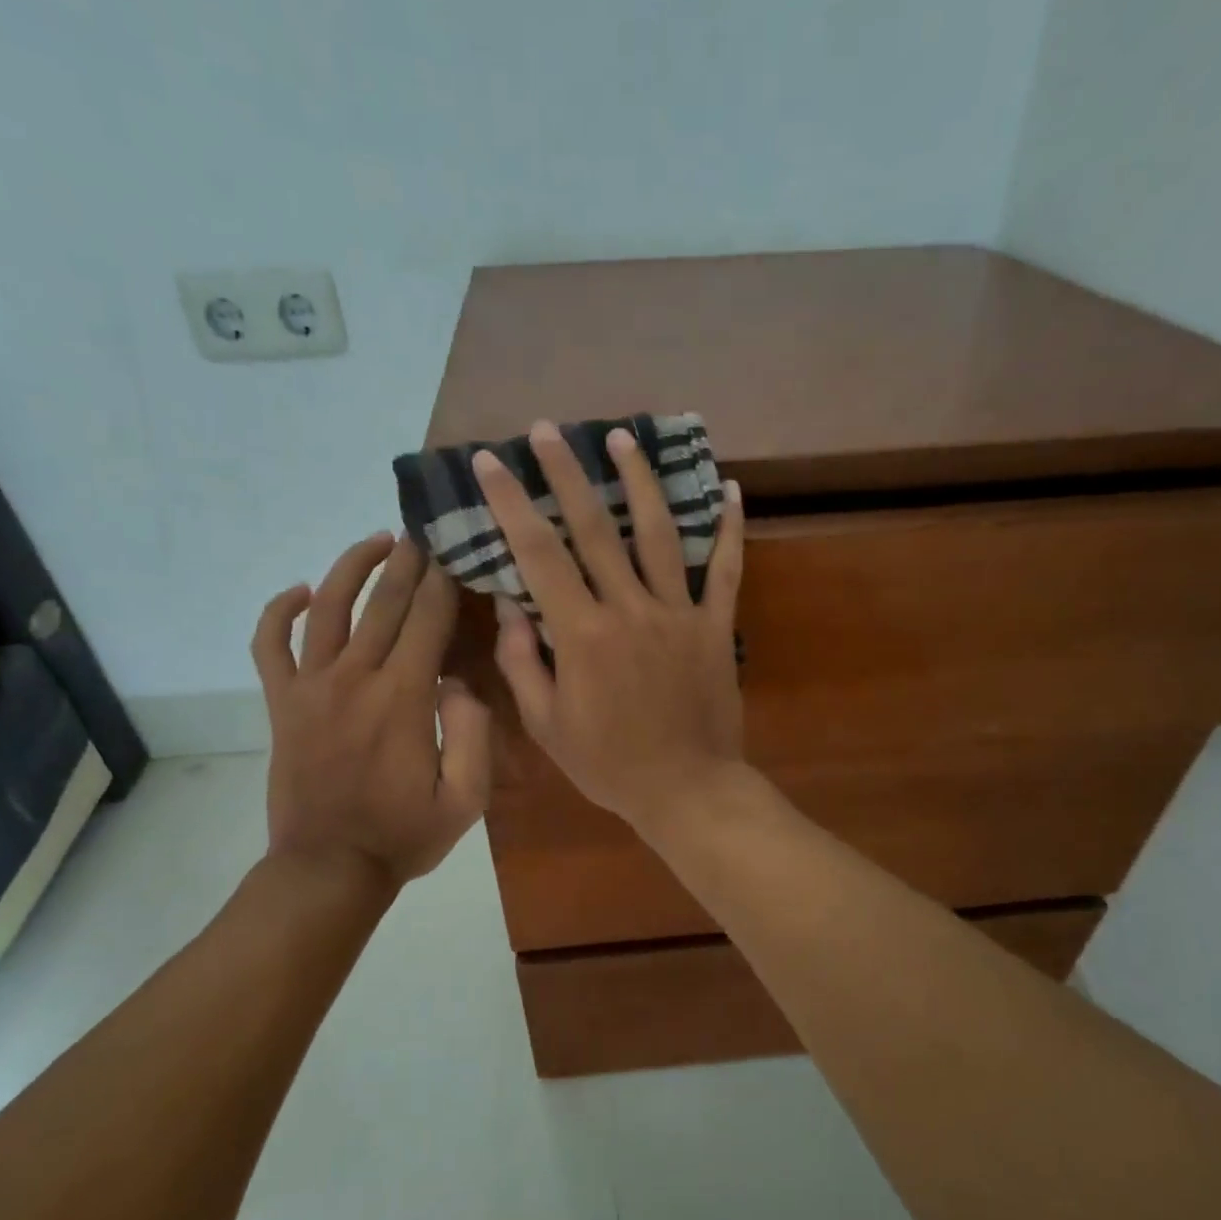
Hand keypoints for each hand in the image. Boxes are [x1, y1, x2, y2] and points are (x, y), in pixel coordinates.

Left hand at [251, 535, 490, 884]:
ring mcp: (311, 688)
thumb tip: (459, 682)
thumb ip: (473, 735)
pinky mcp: (282, 704)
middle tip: (424, 529)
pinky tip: (297, 590)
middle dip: (408, 561)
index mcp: (404, 698)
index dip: (444, 581)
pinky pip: (269, 644)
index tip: (456, 550)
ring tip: (375, 541)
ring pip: (327, 607)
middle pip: (383, 602)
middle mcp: (355, 679)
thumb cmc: (404, 836)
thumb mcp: (465, 799)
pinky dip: (277, 611)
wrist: (329, 868)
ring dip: (351, 567)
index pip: (428, 620)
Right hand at [474, 421, 746, 838]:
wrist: (685, 789)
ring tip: (623, 438)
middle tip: (548, 430)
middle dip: (567, 474)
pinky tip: (729, 489)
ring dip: (639, 481)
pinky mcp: (714, 626)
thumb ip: (522, 661)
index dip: (511, 504)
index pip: (539, 554)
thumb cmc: (608, 764)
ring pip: (658, 534)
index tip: (491, 462)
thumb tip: (508, 605)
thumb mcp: (547, 724)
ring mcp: (678, 613)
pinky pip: (725, 570)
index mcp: (582, 634)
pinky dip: (729, 529)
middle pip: (596, 528)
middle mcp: (629, 609)